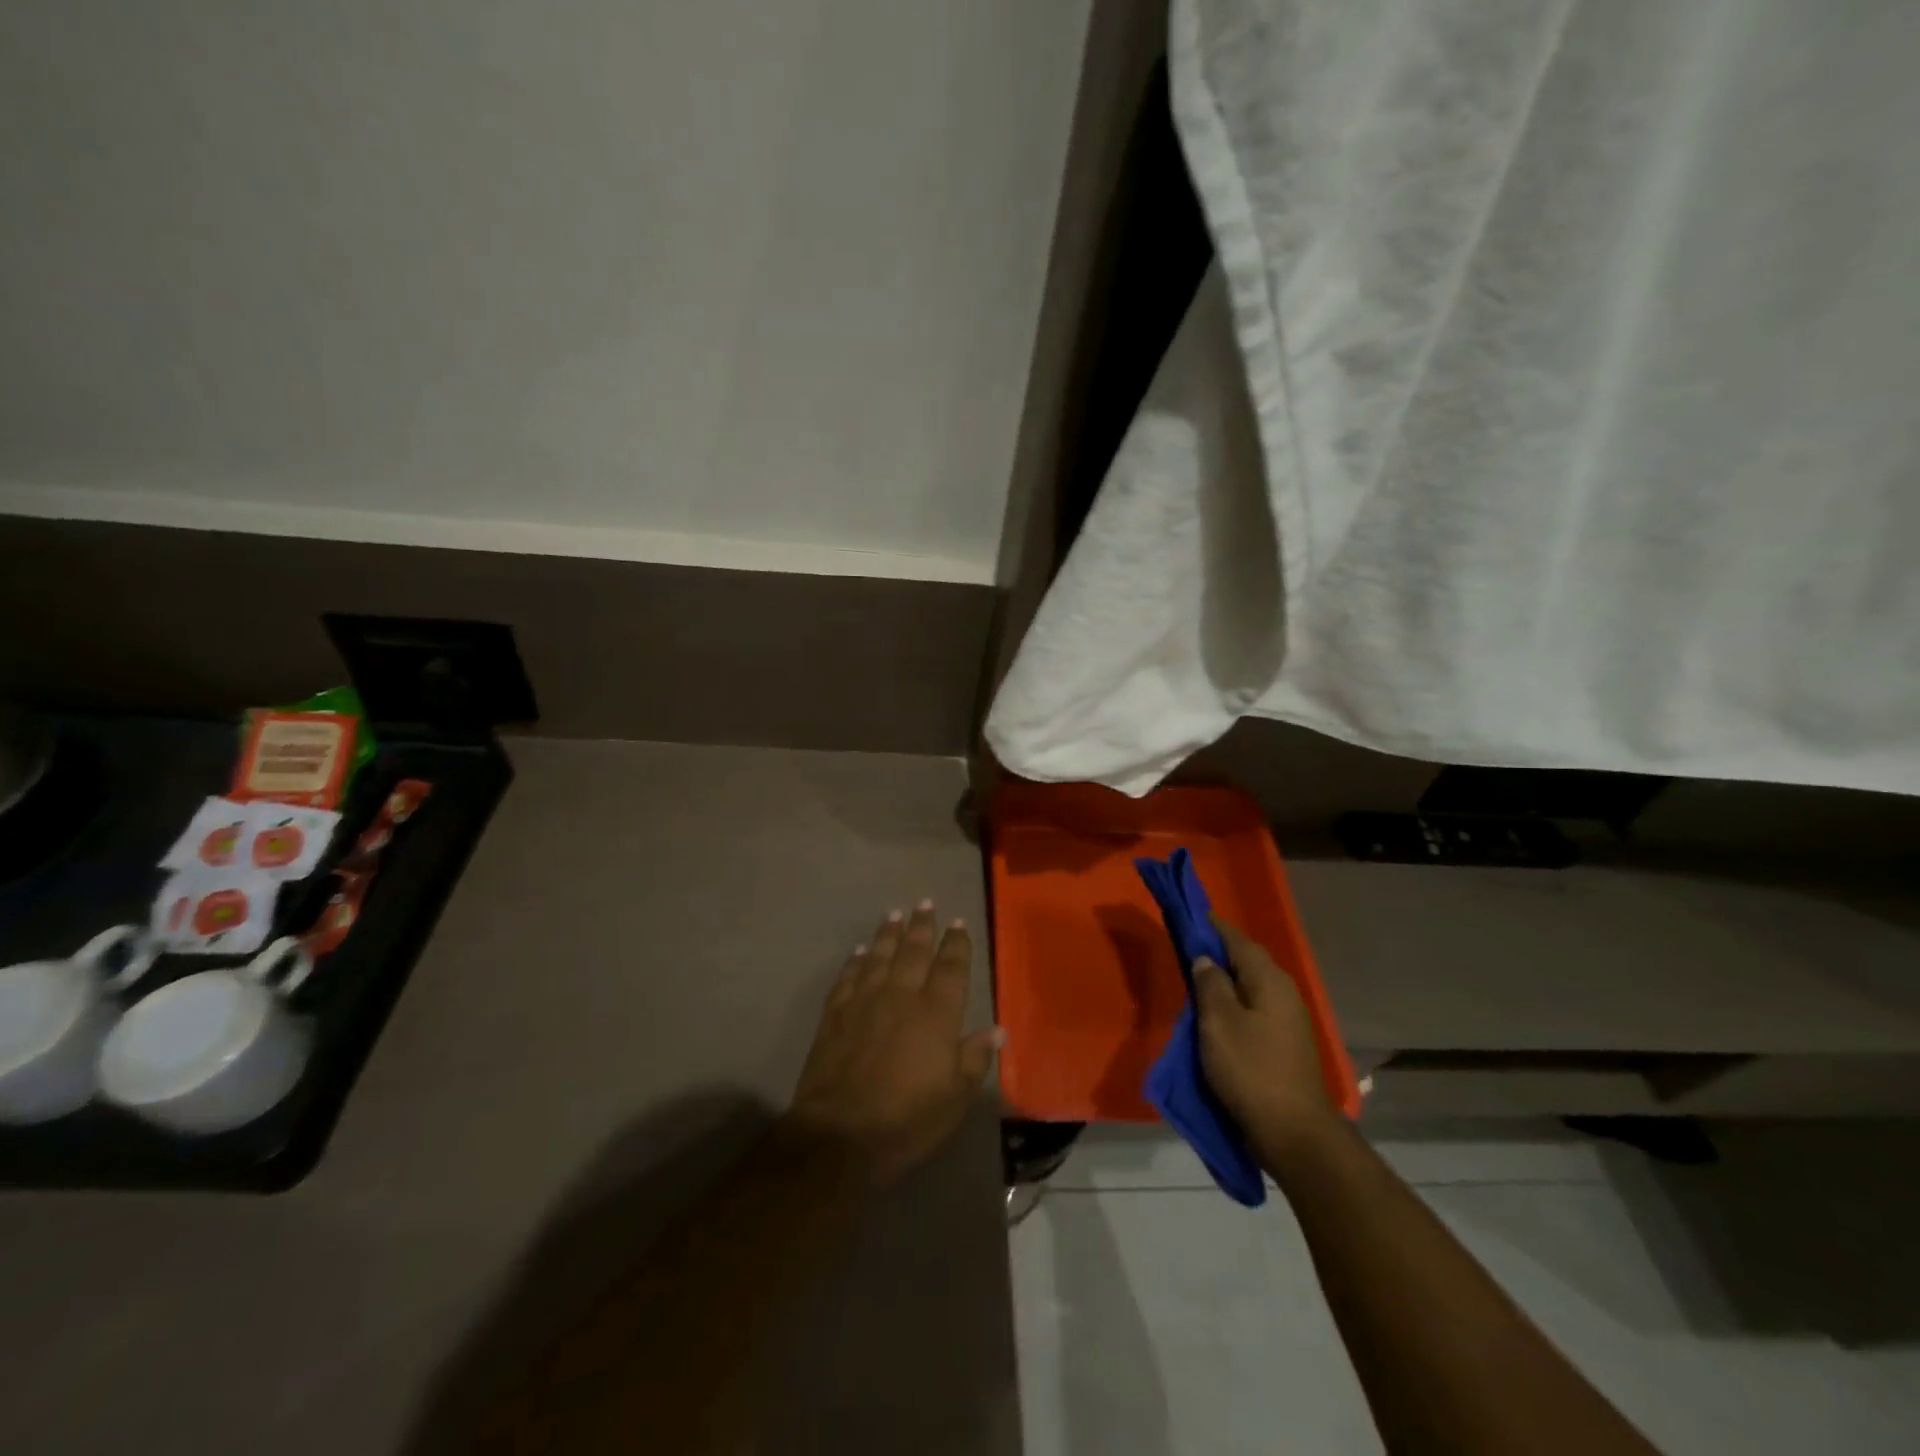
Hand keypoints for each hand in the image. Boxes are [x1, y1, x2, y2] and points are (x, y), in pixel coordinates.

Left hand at [785, 901, 1001, 1185]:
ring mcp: (865, 1001)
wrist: (839, 1135)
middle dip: (922, 926)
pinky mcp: (836, 1014)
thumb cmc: (906, 1120)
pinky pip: (849, 976)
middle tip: (925, 903)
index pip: (950, 968)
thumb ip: (975, 1059)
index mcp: (936, 1014)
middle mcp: (901, 996)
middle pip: (914, 952)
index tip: (958, 923)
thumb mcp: (954, 1099)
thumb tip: (997, 1028)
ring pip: (880, 956)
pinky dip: (856, 960)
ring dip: (889, 934)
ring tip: (895, 914)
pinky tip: (860, 951)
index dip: (956, 944)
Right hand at [1194, 919, 1338, 1164]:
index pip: (1237, 940)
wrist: (1294, 1133)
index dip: (1212, 927)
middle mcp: (1283, 992)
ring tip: (1196, 978)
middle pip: (1247, 961)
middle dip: (1218, 951)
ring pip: (1251, 986)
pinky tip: (1216, 1013)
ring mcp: (1288, 1020)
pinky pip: (1254, 1008)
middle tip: (1187, 946)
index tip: (1190, 915)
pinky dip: (1233, 1002)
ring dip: (1225, 979)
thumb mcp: (1218, 1023)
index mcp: (1269, 980)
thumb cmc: (1251, 1070)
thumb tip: (1206, 959)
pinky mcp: (1285, 1044)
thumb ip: (1210, 984)